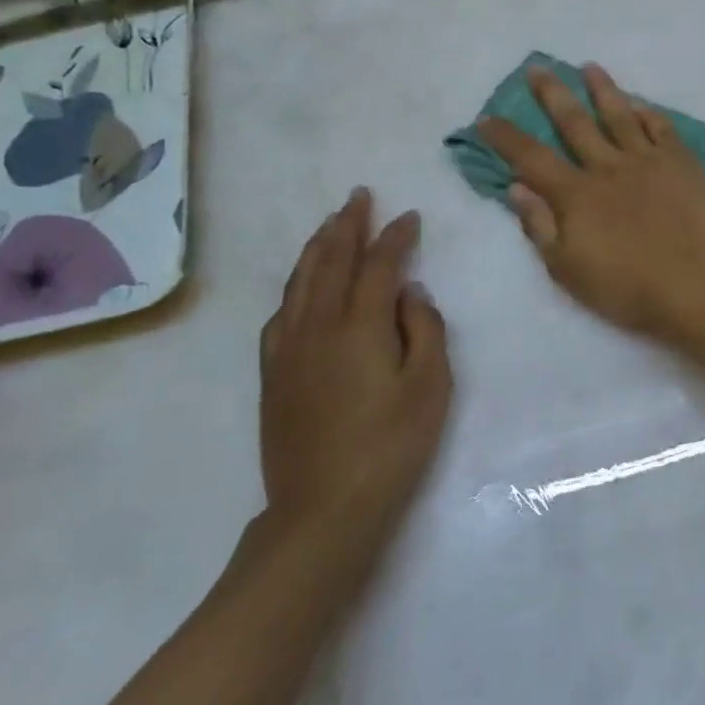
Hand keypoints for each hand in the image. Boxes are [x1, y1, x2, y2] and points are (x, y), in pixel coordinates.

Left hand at [258, 189, 450, 557]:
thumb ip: (424, 330)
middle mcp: (318, 326)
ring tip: (330, 225)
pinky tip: (300, 287)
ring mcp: (289, 350)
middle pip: (330, 262)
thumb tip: (410, 292)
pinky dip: (294, 287)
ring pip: (300, 283)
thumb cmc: (391, 445)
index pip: (378, 266)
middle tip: (358, 196)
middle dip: (347, 225)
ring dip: (317, 248)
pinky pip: (280, 314)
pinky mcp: (273, 375)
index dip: (394, 237)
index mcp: (360, 326)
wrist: (324, 508)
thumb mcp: (430, 387)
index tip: (409, 216)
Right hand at [478, 64, 704, 339]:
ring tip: (589, 67)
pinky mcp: (683, 163)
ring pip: (620, 115)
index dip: (505, 137)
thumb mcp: (568, 269)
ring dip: (602, 89)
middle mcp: (608, 167)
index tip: (486, 118)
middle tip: (538, 68)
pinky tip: (640, 103)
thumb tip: (516, 187)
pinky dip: (648, 112)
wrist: (697, 286)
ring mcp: (649, 160)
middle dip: (552, 94)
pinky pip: (662, 128)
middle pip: (574, 122)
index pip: (531, 157)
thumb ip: (540, 226)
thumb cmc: (628, 288)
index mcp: (576, 194)